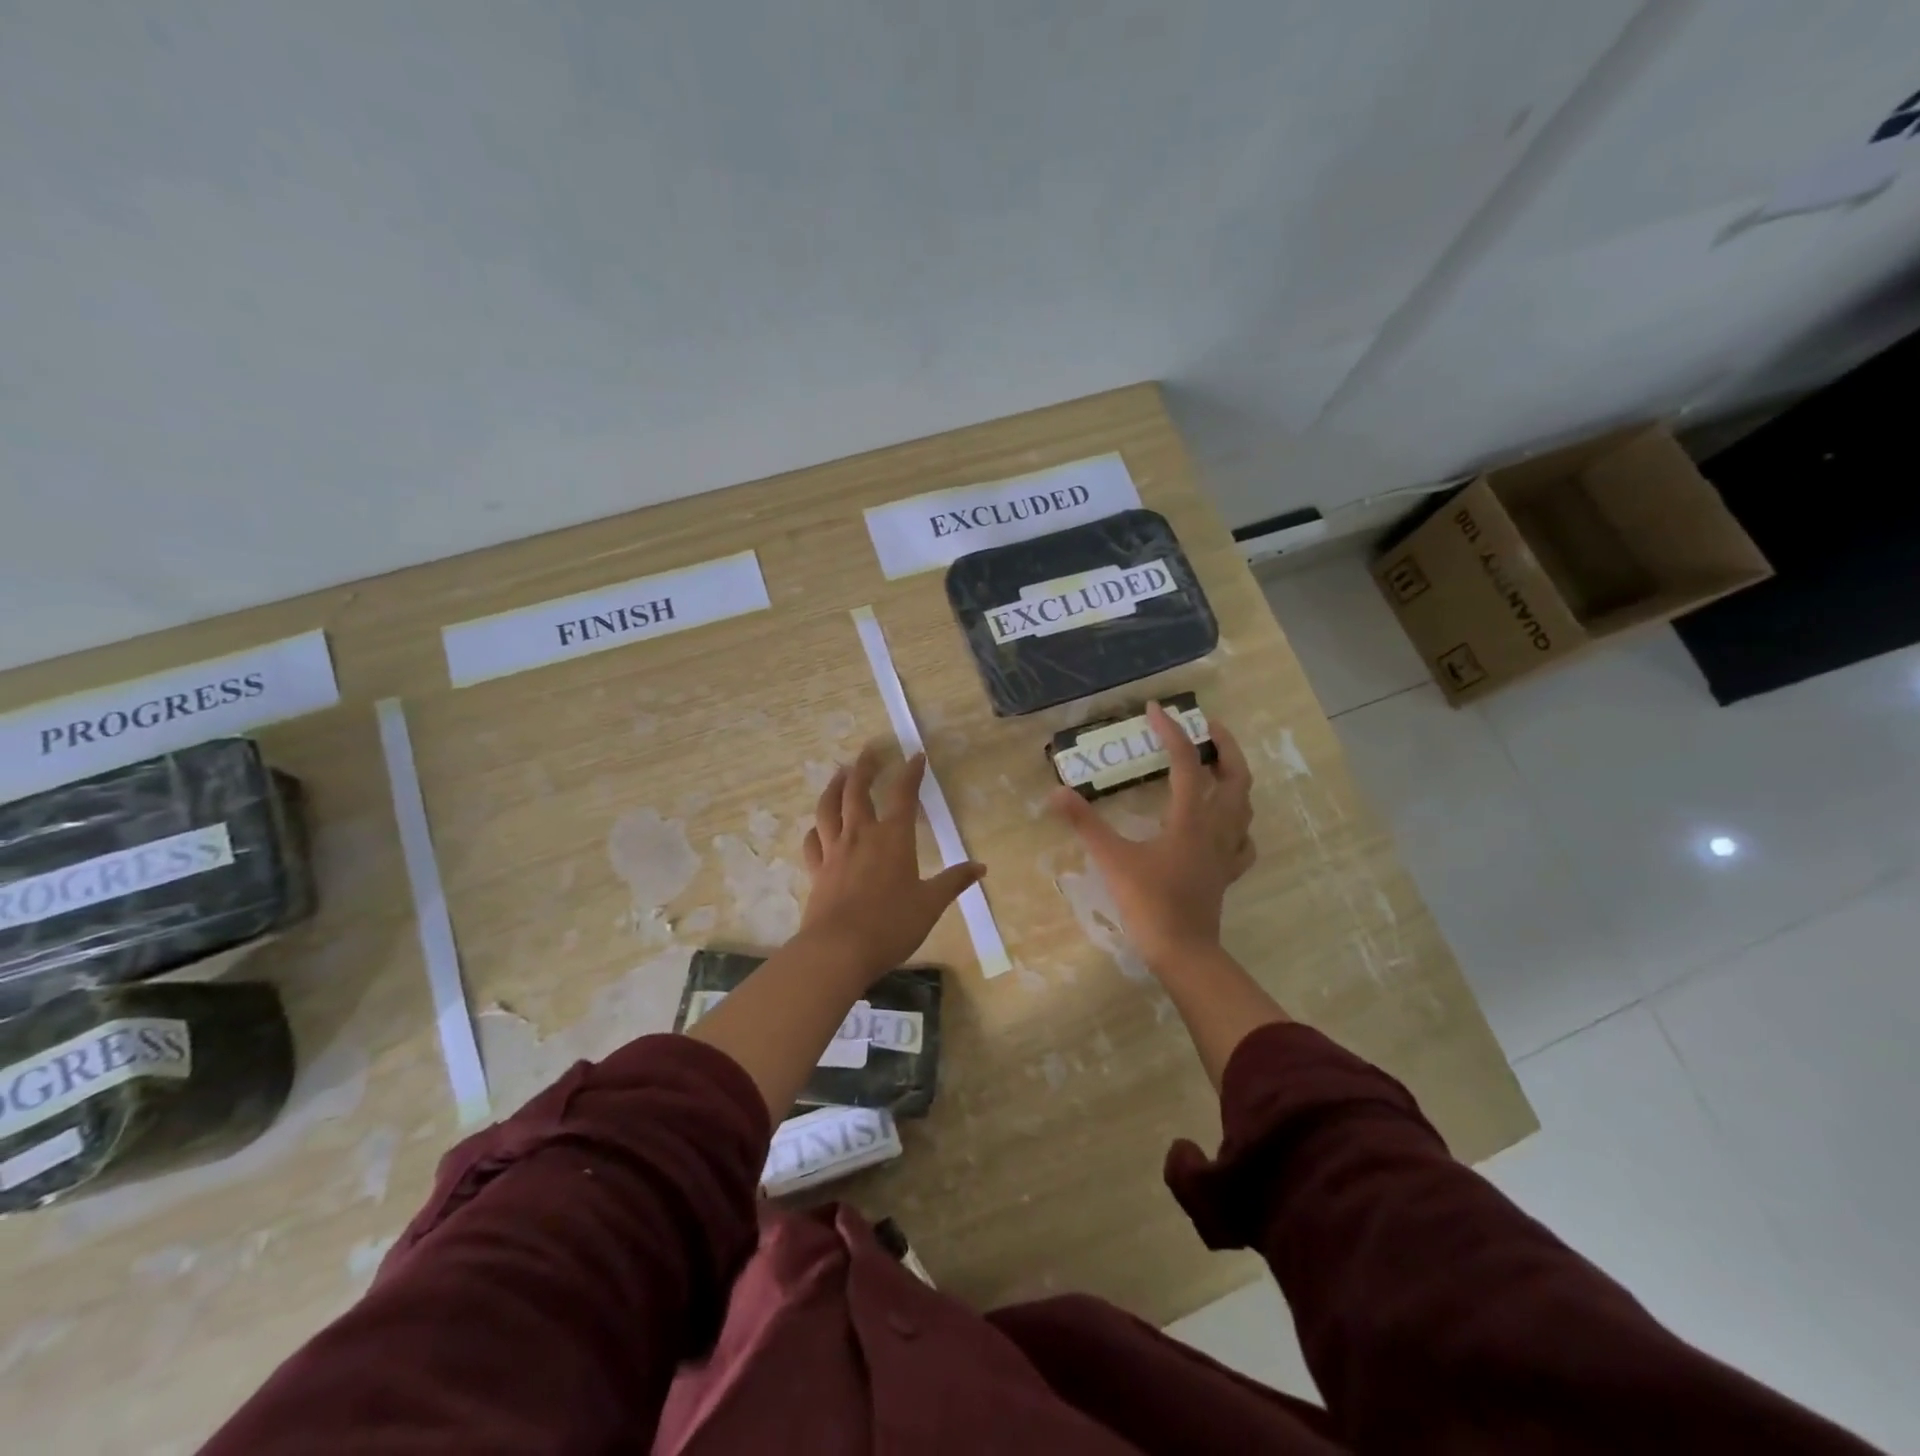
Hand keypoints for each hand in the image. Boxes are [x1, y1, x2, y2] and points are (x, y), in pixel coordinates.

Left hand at [799, 746, 984, 979]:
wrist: (838, 949)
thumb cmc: (891, 924)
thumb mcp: (930, 904)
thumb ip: (953, 882)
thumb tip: (980, 867)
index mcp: (893, 838)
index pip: (904, 795)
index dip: (911, 773)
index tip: (916, 755)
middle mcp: (861, 835)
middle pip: (857, 791)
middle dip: (864, 768)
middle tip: (868, 751)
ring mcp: (834, 851)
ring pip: (829, 808)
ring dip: (834, 787)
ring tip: (839, 773)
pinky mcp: (817, 871)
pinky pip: (813, 841)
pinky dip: (816, 828)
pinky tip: (818, 826)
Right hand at [1050, 701, 1255, 968]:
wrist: (1182, 951)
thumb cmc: (1149, 903)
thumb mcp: (1112, 859)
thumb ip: (1085, 823)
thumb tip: (1056, 792)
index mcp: (1191, 819)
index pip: (1186, 764)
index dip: (1172, 732)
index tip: (1156, 709)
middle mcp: (1216, 828)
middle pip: (1235, 777)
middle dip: (1225, 746)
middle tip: (1208, 727)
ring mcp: (1226, 852)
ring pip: (1245, 806)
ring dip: (1235, 778)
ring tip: (1219, 765)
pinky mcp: (1226, 874)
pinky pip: (1243, 841)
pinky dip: (1239, 824)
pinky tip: (1228, 825)